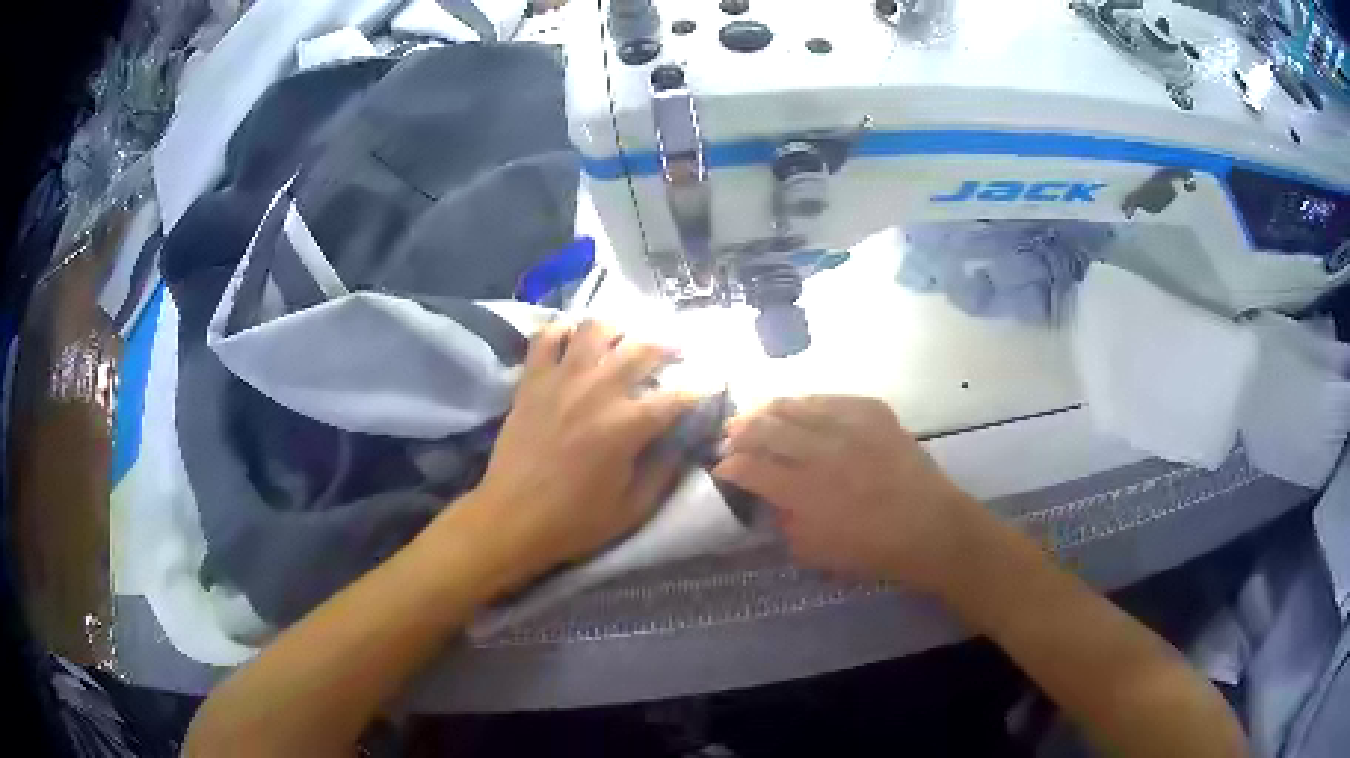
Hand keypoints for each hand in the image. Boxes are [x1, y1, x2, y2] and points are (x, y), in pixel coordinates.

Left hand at [466, 320, 694, 585]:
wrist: (510, 518)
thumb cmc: (574, 521)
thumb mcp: (632, 509)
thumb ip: (663, 472)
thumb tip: (682, 443)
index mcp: (627, 426)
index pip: (677, 396)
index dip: (699, 390)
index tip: (707, 389)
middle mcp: (598, 390)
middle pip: (643, 349)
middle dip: (669, 347)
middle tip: (676, 354)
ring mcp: (561, 379)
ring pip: (596, 328)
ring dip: (618, 330)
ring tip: (623, 341)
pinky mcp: (532, 380)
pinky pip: (546, 337)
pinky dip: (562, 330)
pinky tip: (573, 339)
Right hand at [713, 395, 993, 593]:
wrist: (932, 528)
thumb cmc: (873, 550)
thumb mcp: (815, 552)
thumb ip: (784, 522)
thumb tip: (769, 497)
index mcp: (805, 493)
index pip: (751, 467)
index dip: (729, 465)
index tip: (723, 467)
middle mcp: (823, 452)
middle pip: (766, 428)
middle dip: (740, 431)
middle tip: (731, 436)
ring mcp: (850, 426)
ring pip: (795, 405)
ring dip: (768, 410)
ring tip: (757, 415)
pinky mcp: (874, 412)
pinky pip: (831, 397)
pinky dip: (809, 403)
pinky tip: (801, 408)